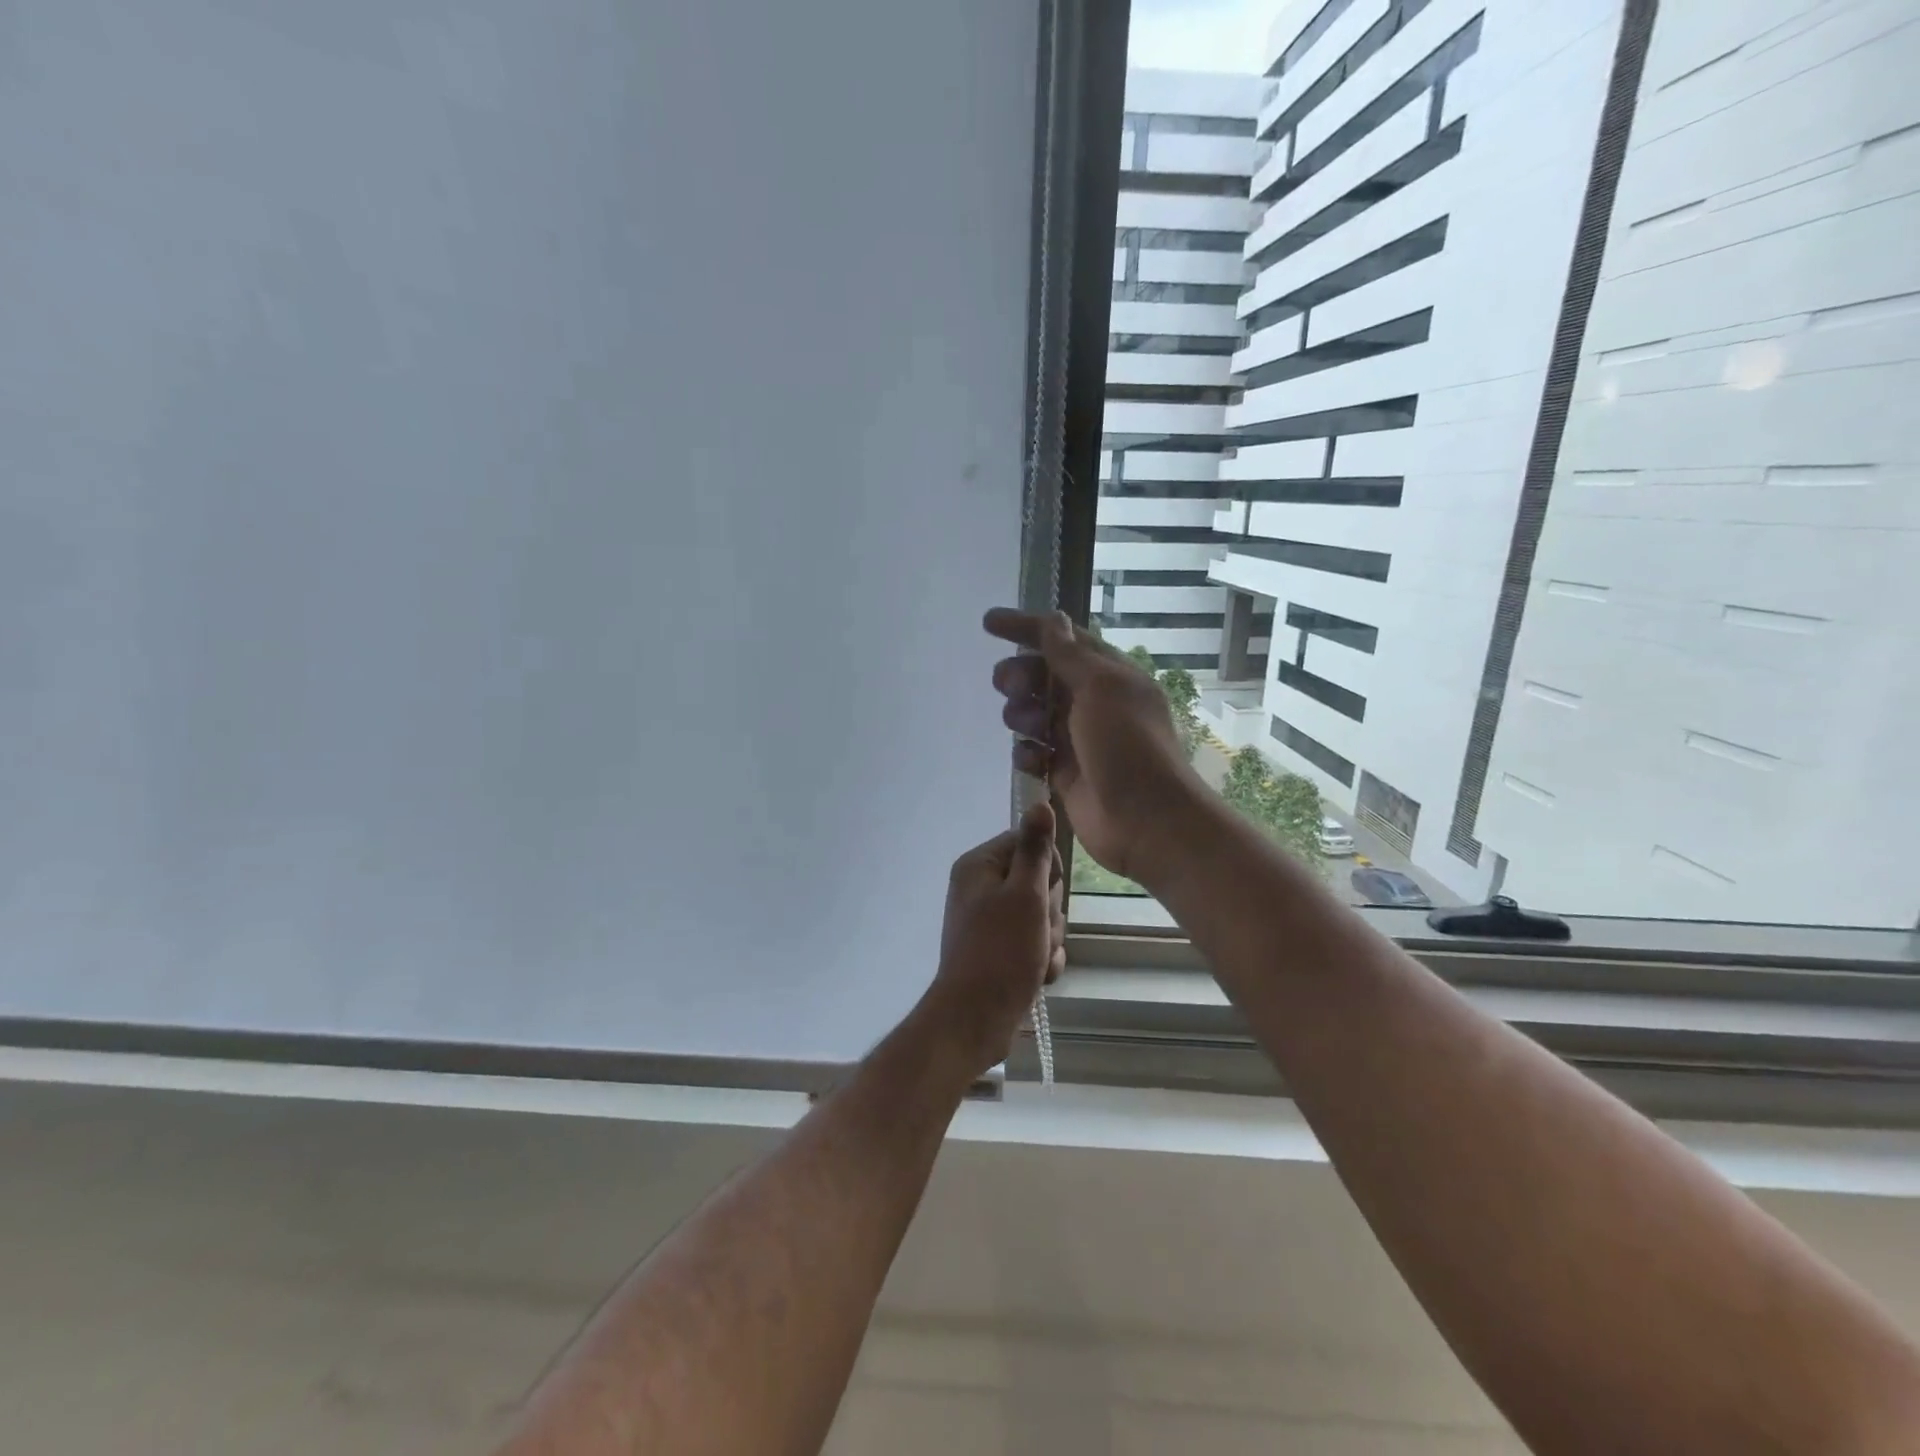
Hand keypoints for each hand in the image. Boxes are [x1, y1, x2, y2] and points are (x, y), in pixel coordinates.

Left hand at [919, 802, 1065, 1074]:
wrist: (976, 1019)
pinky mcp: (999, 950)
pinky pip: (1034, 942)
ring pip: (1041, 915)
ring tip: (1035, 958)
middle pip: (1038, 882)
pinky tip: (1036, 975)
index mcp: (979, 867)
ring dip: (1048, 938)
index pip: (1028, 843)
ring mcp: (989, 922)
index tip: (1045, 891)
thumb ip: (1035, 849)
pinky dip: (1040, 959)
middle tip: (1038, 931)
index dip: (1047, 867)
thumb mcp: (1025, 894)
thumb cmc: (1001, 950)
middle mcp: (981, 889)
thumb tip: (1039, 803)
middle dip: (1048, 911)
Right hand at [985, 609, 1202, 885]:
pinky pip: (1034, 751)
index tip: (988, 623)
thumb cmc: (1128, 745)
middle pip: (1044, 676)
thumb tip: (1054, 620)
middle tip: (1006, 684)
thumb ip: (1070, 655)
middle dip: (1021, 675)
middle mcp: (1095, 703)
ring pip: (1035, 713)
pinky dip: (1027, 751)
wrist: (1146, 821)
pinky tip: (1032, 758)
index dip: (1027, 629)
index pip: (1064, 640)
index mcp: (1111, 675)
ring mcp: (1079, 739)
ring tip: (1024, 724)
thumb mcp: (1101, 688)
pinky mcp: (1066, 772)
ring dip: (1022, 713)